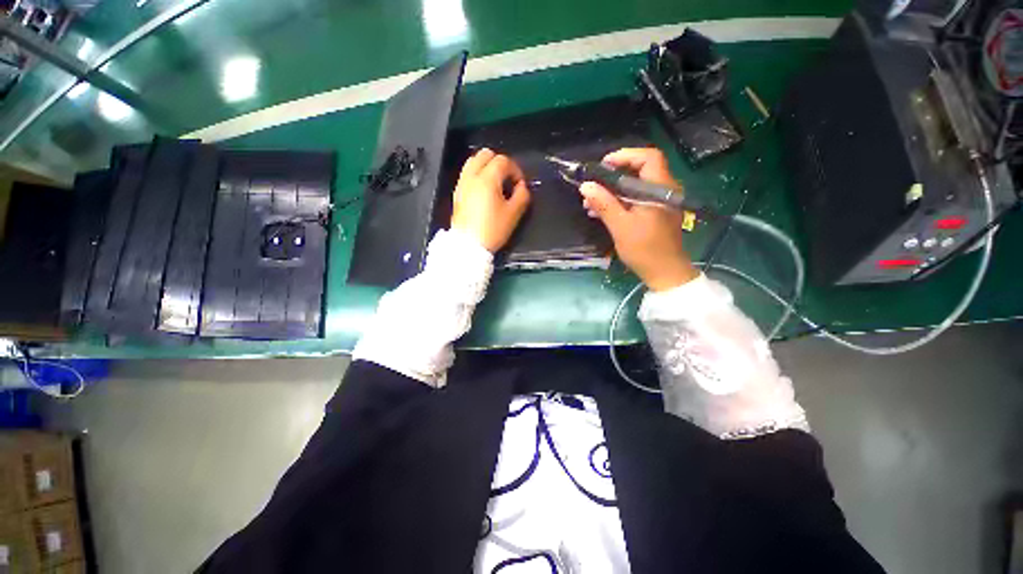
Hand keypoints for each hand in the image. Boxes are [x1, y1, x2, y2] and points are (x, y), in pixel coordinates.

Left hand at [451, 148, 531, 252]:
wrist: (468, 246)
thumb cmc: (492, 230)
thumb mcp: (513, 214)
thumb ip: (522, 195)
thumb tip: (522, 186)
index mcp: (487, 179)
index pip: (503, 161)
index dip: (515, 170)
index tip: (520, 184)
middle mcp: (472, 177)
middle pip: (485, 154)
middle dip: (500, 163)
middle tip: (508, 179)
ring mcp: (462, 184)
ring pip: (473, 161)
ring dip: (487, 166)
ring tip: (496, 183)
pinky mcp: (457, 193)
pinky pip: (467, 174)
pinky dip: (477, 175)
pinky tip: (484, 191)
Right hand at [580, 148, 698, 291]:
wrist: (664, 273)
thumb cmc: (645, 249)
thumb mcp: (621, 226)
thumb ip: (604, 204)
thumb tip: (586, 186)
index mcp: (660, 189)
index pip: (648, 158)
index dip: (625, 156)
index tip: (603, 165)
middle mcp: (663, 191)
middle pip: (639, 171)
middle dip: (613, 176)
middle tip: (593, 185)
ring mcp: (659, 202)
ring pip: (634, 186)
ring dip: (612, 191)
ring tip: (590, 202)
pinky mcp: (654, 213)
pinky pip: (635, 199)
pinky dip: (618, 201)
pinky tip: (600, 211)